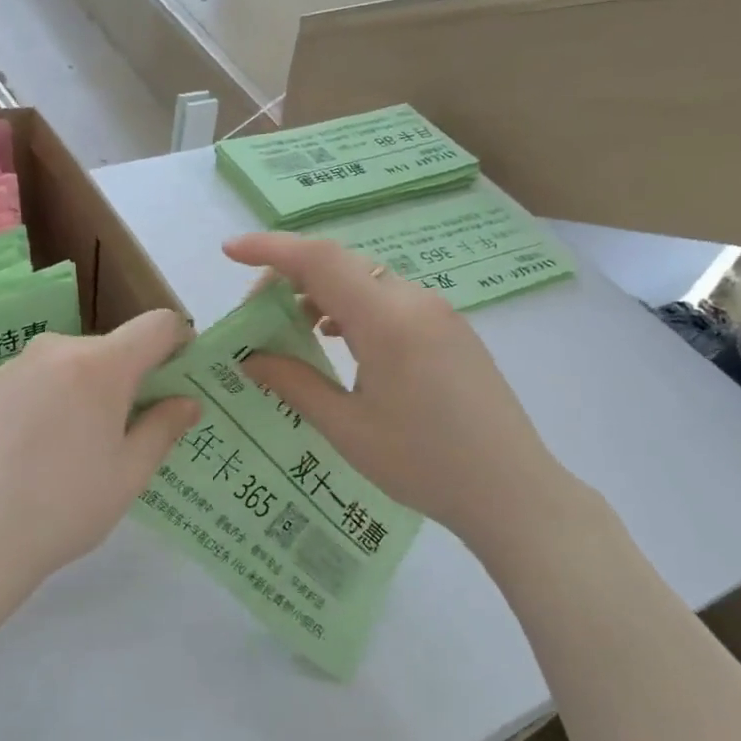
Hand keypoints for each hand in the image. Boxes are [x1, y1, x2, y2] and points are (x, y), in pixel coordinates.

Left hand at [0, 309, 199, 590]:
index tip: (179, 379)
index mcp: (101, 365)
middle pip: (112, 348)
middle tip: (128, 432)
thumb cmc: (65, 507)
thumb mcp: (129, 473)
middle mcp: (56, 349)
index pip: (157, 325)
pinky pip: (37, 380)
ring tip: (76, 448)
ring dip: (88, 390)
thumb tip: (187, 402)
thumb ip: (163, 428)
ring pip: (72, 364)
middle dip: (130, 378)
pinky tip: (36, 450)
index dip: (179, 343)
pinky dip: (51, 400)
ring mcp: (15, 366)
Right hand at [224, 233, 561, 539]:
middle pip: (341, 265)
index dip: (270, 250)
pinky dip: (354, 307)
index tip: (228, 252)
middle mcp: (415, 302)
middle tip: (257, 315)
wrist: (512, 491)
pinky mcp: (451, 330)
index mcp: (388, 321)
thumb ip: (294, 383)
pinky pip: (391, 300)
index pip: (320, 260)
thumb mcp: (347, 428)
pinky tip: (338, 339)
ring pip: (366, 281)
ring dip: (322, 293)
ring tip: (292, 329)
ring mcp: (439, 313)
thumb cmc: (423, 465)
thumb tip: (250, 358)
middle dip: (290, 277)